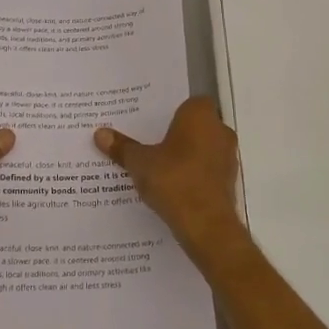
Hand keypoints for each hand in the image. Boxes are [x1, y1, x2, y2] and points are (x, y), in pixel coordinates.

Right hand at [95, 97, 245, 262]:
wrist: (206, 225)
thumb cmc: (173, 180)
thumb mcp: (139, 163)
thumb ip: (122, 147)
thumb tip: (100, 133)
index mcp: (200, 115)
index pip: (189, 103)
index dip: (172, 112)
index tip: (152, 124)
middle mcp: (220, 130)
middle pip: (196, 126)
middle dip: (177, 135)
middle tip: (149, 144)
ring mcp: (228, 157)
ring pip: (203, 149)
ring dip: (186, 156)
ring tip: (158, 168)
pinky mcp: (229, 182)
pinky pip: (207, 171)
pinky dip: (193, 176)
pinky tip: (172, 188)